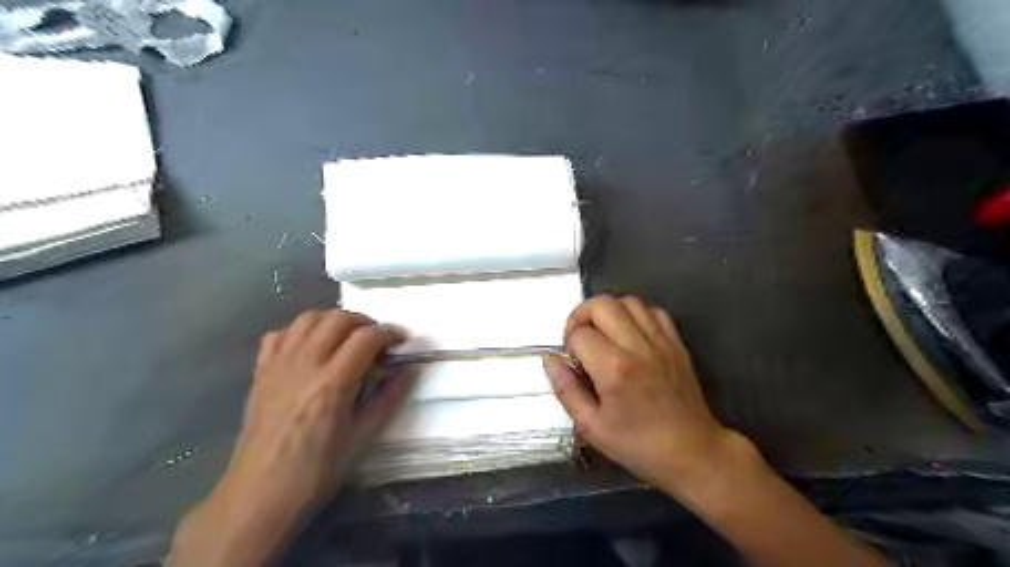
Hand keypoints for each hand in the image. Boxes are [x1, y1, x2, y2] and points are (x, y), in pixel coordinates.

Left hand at [169, 309, 408, 566]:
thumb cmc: (315, 474)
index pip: (366, 338)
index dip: (390, 334)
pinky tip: (311, 348)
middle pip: (338, 319)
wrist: (258, 497)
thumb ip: (388, 399)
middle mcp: (304, 365)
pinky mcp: (261, 372)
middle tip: (378, 341)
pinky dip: (300, 331)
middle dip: (365, 322)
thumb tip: (410, 370)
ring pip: (308, 318)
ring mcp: (278, 366)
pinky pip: (280, 334)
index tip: (403, 343)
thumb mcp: (362, 439)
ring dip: (334, 320)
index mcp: (332, 383)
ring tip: (348, 338)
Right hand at [546, 294, 749, 496]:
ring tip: (603, 333)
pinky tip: (629, 333)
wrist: (693, 452)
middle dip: (582, 316)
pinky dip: (636, 314)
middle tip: (580, 339)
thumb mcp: (591, 427)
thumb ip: (566, 389)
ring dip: (608, 311)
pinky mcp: (676, 343)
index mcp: (614, 368)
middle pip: (602, 304)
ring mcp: (660, 341)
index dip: (569, 345)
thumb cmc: (638, 445)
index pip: (579, 334)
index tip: (574, 363)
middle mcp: (637, 346)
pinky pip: (653, 311)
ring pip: (628, 301)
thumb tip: (549, 359)